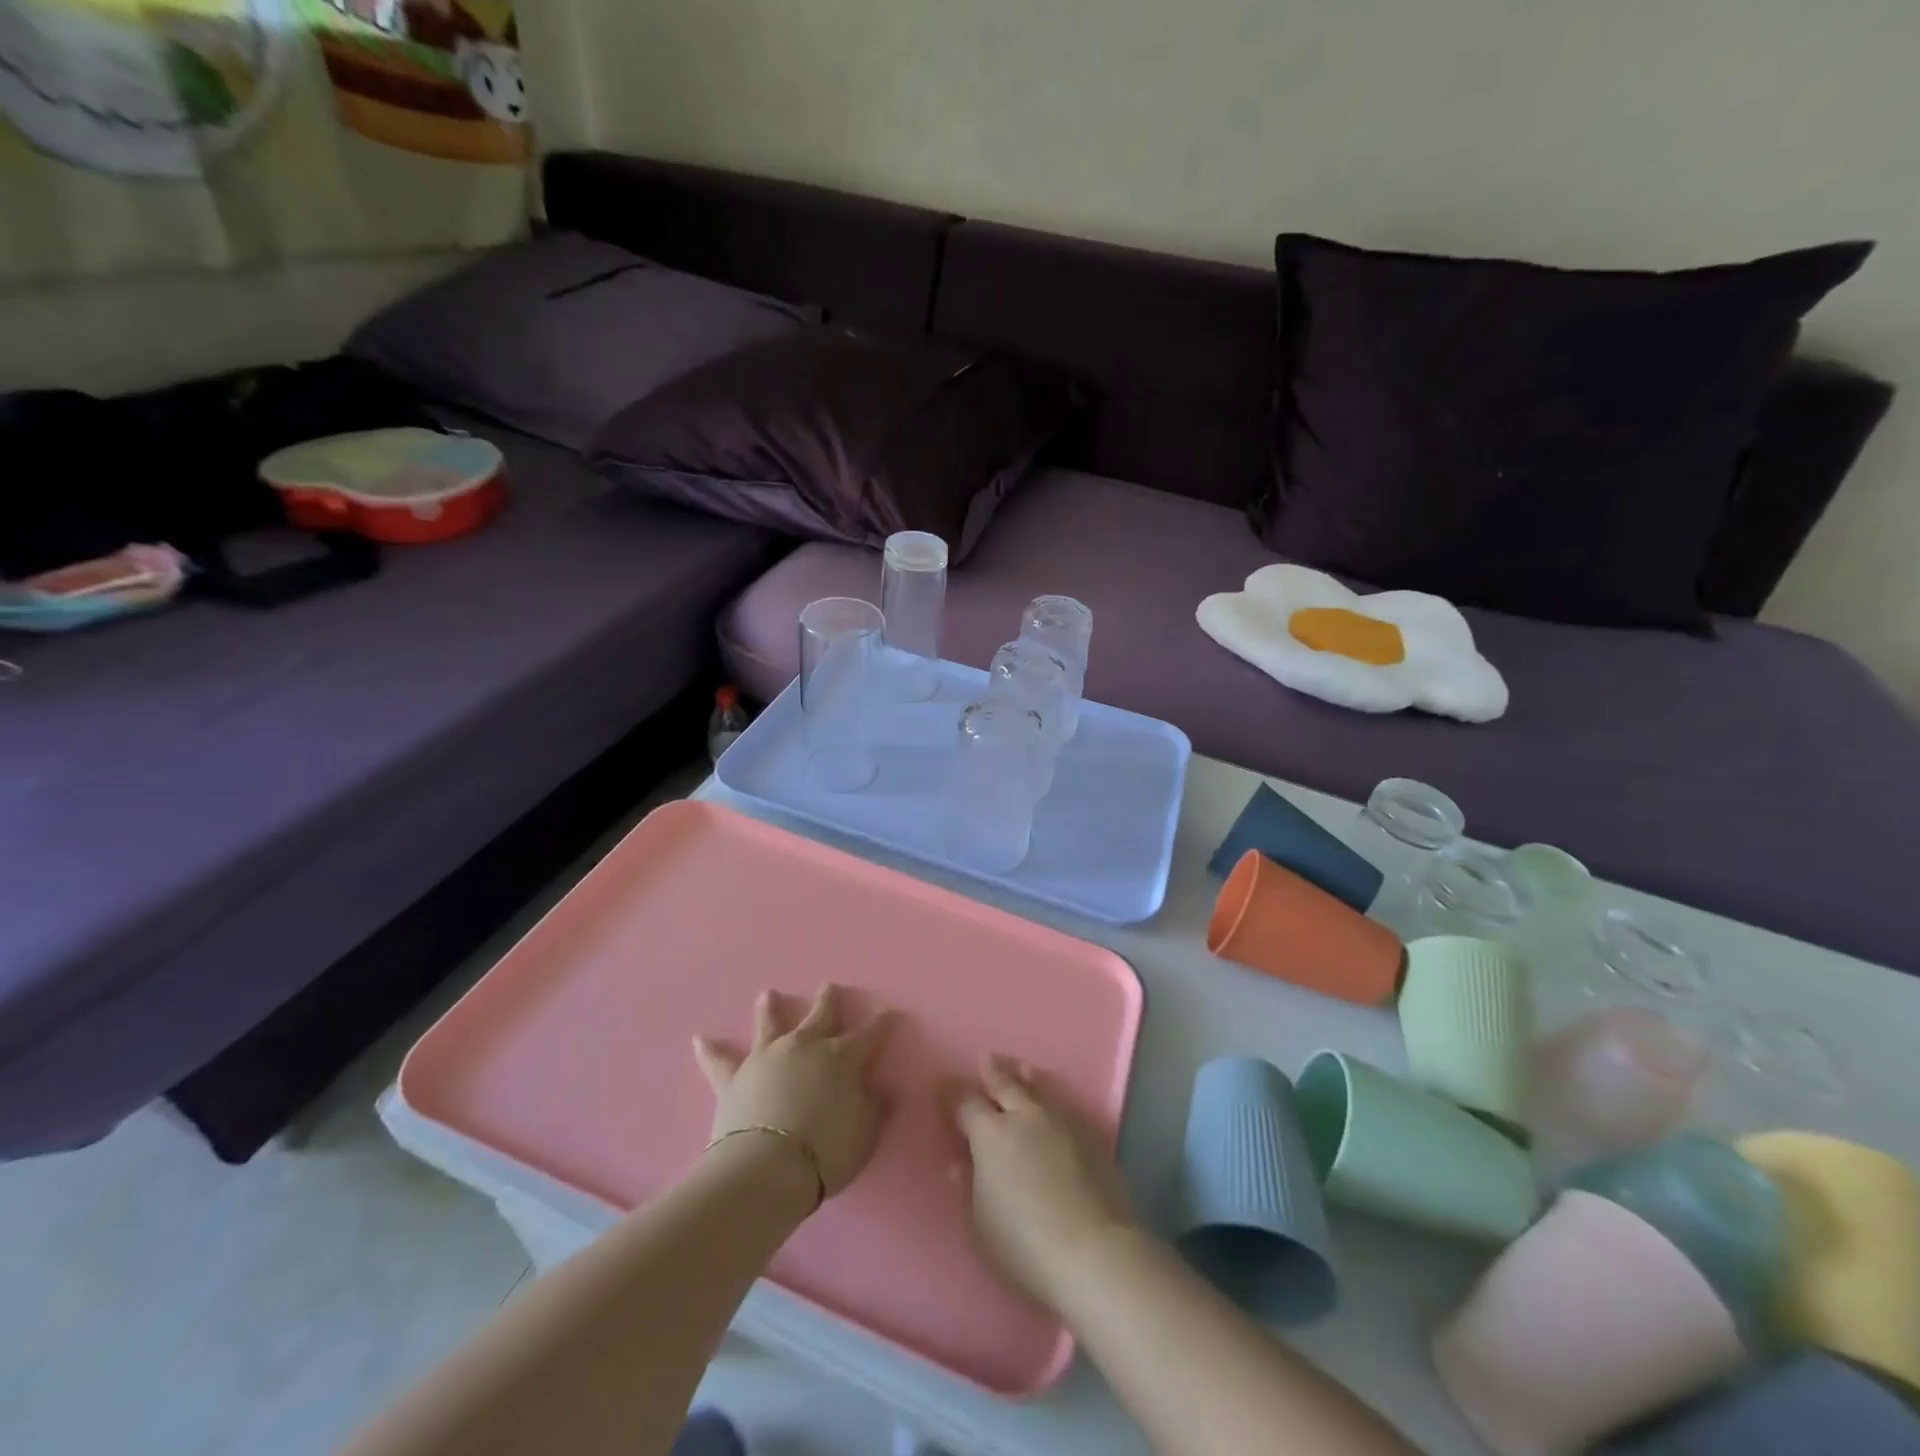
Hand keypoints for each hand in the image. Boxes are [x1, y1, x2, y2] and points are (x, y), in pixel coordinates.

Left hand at [693, 985, 893, 1201]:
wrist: (768, 1167)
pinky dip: (710, 1049)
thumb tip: (886, 1089)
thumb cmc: (826, 1151)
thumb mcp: (865, 1134)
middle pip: (820, 1016)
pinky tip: (699, 1039)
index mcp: (842, 1058)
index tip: (889, 1012)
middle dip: (827, 1000)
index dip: (881, 1024)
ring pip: (770, 1024)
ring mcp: (767, 1057)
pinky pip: (720, 1060)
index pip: (869, 1035)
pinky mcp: (735, 1077)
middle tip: (828, 985)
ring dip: (769, 1009)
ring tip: (767, 994)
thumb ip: (875, 1108)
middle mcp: (805, 1046)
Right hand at [955, 1054, 1136, 1308]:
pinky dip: (1052, 1101)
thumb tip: (963, 1162)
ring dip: (1025, 1078)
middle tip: (984, 1058)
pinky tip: (1053, 1105)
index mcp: (991, 1134)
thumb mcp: (980, 1223)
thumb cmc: (1025, 1245)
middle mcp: (1025, 1116)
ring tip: (1021, 1069)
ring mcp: (1061, 1121)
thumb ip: (970, 1186)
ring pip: (1039, 1089)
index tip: (945, 1089)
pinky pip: (1064, 1107)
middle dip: (992, 1071)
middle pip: (1005, 1084)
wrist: (1095, 1252)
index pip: (966, 1103)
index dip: (953, 1095)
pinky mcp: (1091, 1136)